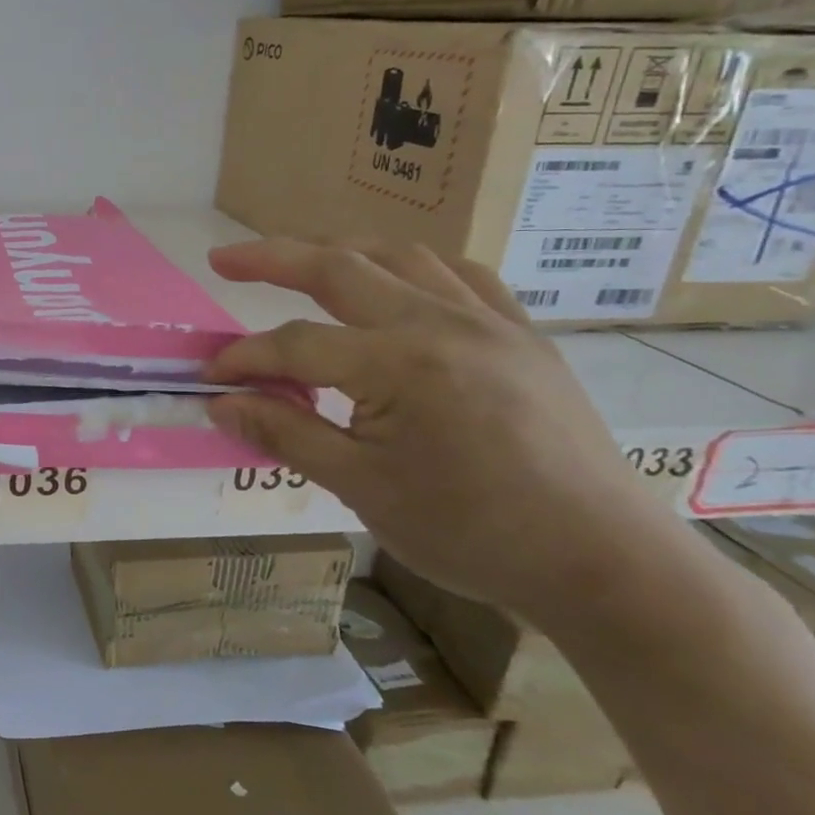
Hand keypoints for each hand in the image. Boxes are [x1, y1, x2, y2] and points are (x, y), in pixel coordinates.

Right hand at [204, 240, 665, 621]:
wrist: (604, 564)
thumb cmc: (472, 533)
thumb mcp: (361, 489)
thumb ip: (285, 434)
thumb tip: (221, 404)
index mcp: (400, 365)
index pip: (295, 345)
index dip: (244, 359)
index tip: (210, 379)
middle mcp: (442, 323)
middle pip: (340, 268)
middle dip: (272, 257)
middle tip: (224, 259)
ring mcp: (490, 322)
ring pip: (401, 257)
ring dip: (340, 250)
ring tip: (300, 257)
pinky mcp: (523, 335)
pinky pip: (461, 275)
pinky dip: (412, 267)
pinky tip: (395, 279)